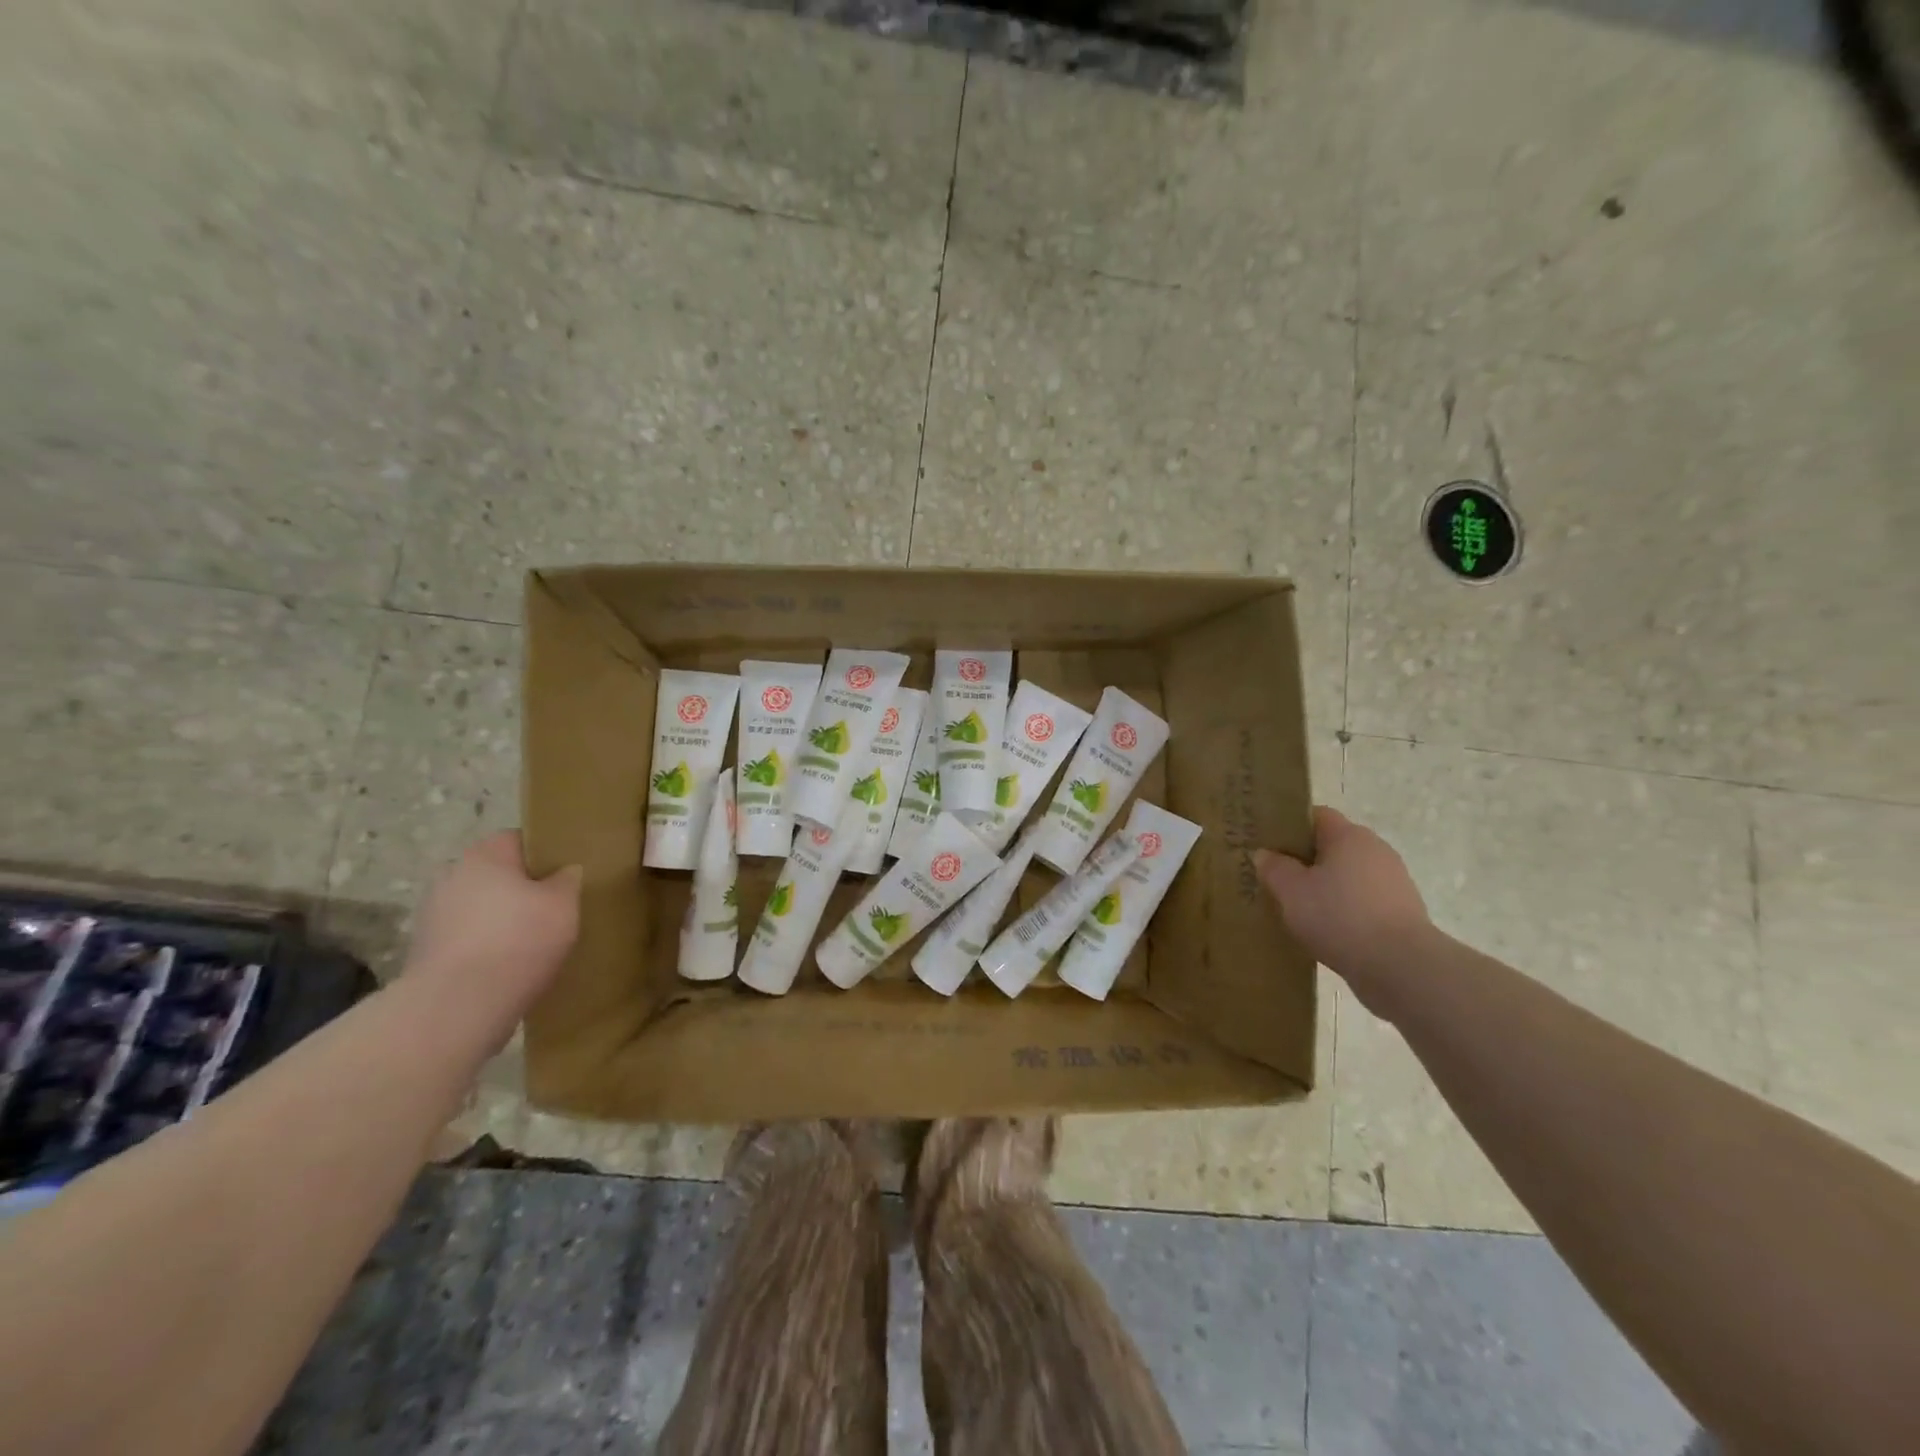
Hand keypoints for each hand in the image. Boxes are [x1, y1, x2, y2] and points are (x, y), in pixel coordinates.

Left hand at [404, 832, 581, 1035]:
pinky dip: (487, 946)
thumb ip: (568, 879)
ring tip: (534, 943)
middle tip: (555, 910)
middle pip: (498, 875)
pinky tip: (509, 966)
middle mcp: (451, 876)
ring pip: (482, 907)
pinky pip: (469, 938)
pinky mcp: (426, 951)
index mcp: (484, 855)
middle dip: (523, 890)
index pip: (520, 840)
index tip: (567, 877)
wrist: (457, 1007)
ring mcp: (433, 915)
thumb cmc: (518, 941)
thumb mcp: (564, 903)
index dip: (546, 856)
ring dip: (503, 920)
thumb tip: (564, 872)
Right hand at [1255, 807, 1431, 1015]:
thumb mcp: (1291, 891)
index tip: (1269, 844)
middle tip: (1277, 878)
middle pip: (1333, 846)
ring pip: (1348, 875)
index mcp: (1349, 836)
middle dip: (1306, 860)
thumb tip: (1265, 854)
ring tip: (1298, 909)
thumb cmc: (1339, 916)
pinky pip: (1363, 901)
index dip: (1291, 826)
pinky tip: (1326, 930)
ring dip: (1326, 887)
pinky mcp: (1402, 912)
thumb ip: (1274, 868)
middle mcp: (1376, 850)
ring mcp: (1394, 882)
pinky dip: (1345, 910)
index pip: (1317, 816)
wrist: (1400, 967)